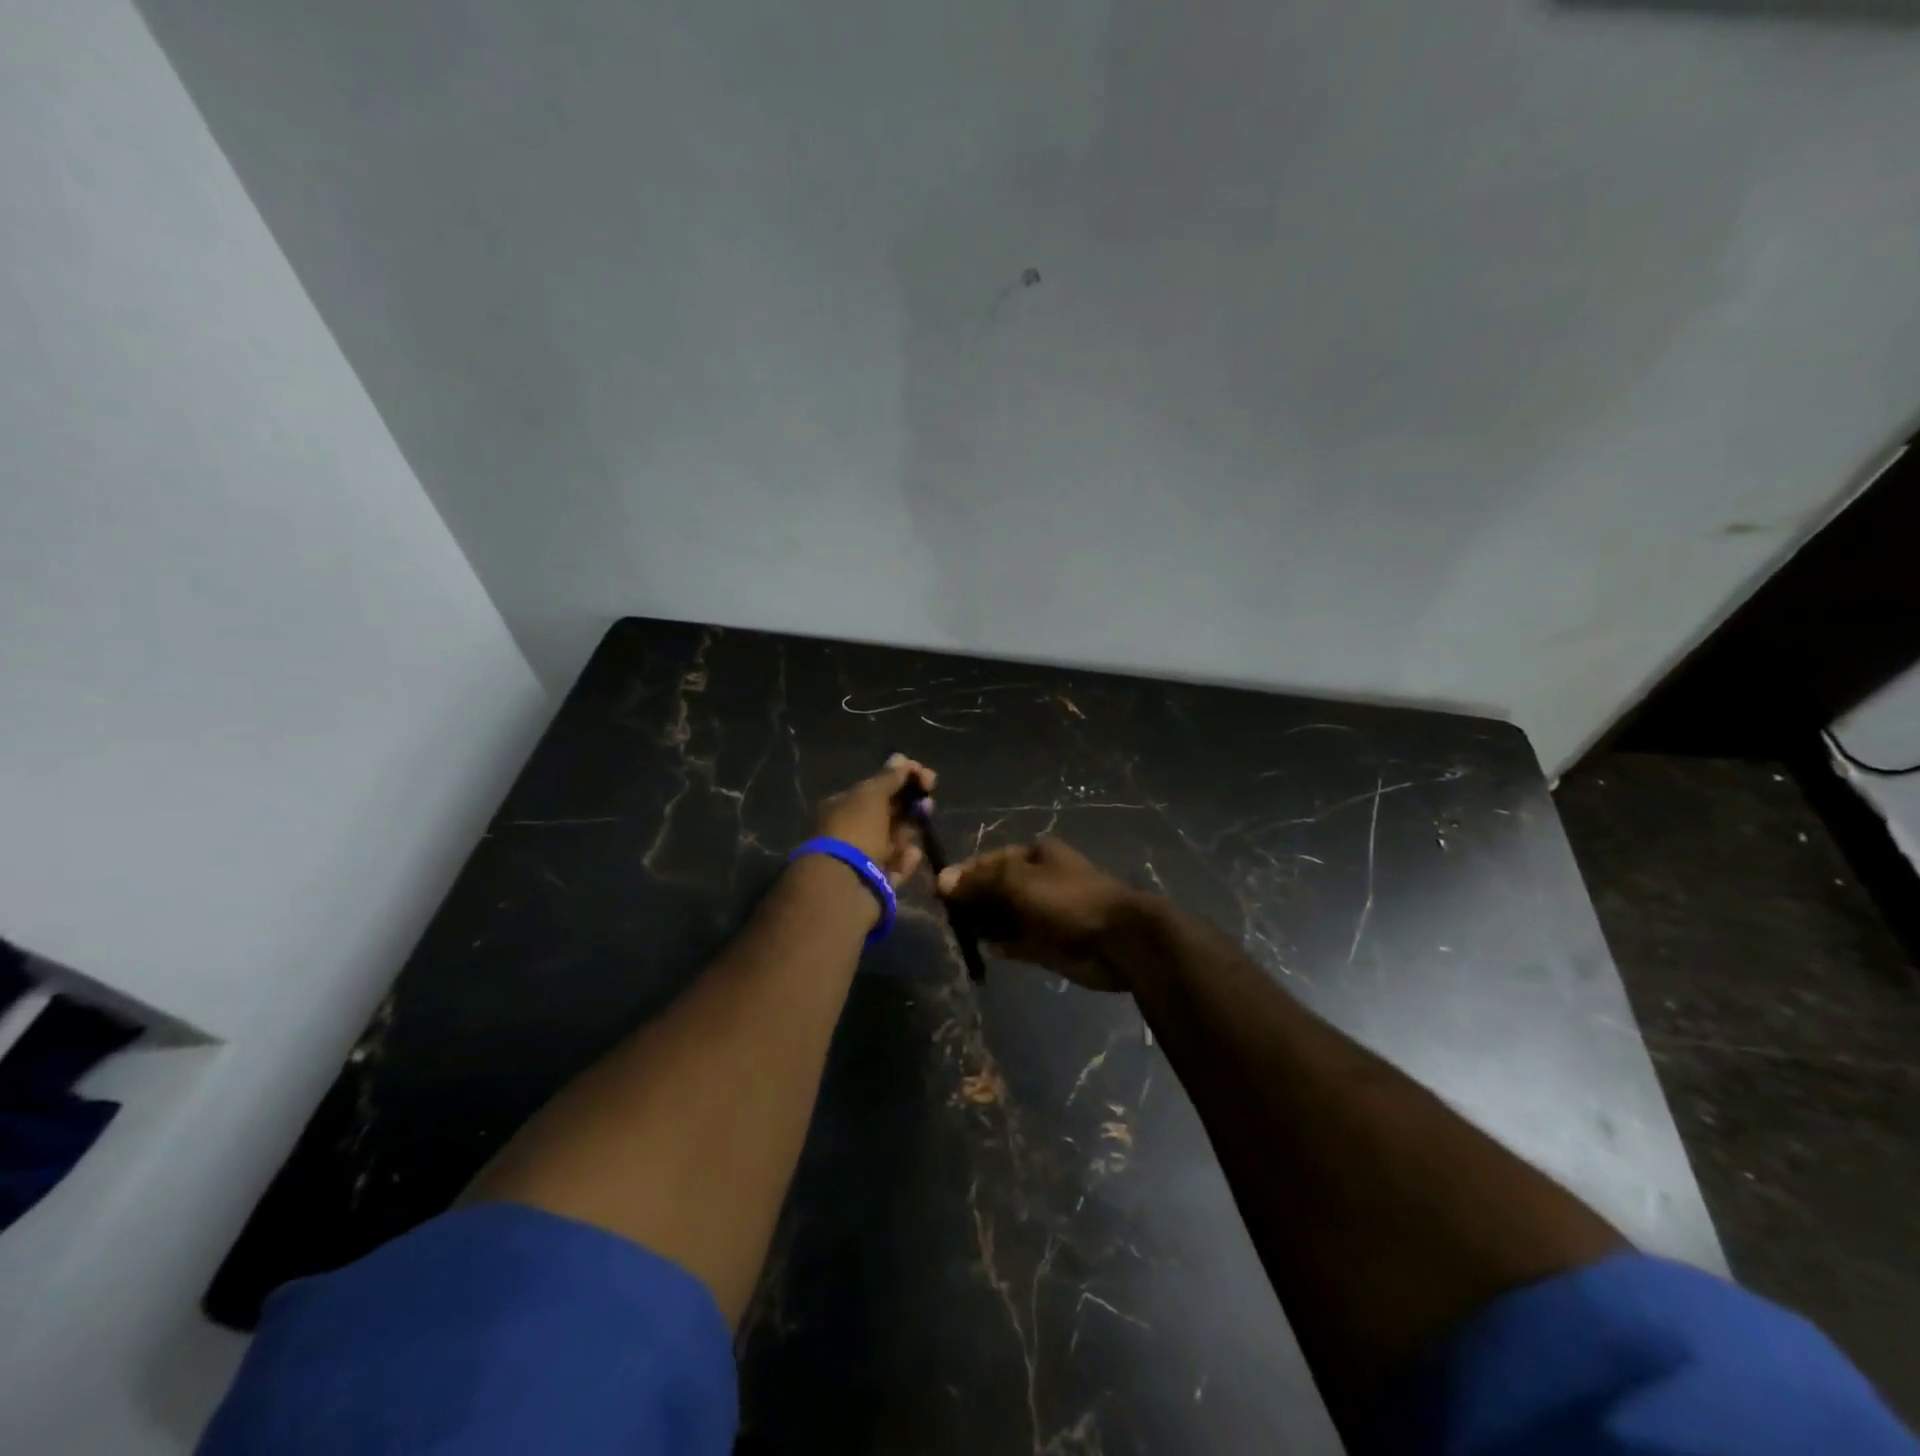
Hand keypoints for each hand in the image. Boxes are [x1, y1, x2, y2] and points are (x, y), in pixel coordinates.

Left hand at [811, 755, 936, 886]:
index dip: (901, 779)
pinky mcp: (877, 882)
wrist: (845, 885)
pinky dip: (906, 859)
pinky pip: (897, 865)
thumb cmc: (856, 830)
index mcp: (842, 806)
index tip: (924, 775)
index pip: (876, 788)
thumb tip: (900, 759)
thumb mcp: (871, 795)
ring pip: (895, 838)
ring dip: (911, 828)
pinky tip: (912, 854)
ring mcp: (863, 858)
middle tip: (928, 797)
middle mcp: (850, 830)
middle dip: (910, 802)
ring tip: (925, 820)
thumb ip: (889, 777)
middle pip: (887, 813)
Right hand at [936, 838, 1143, 990]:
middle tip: (949, 917)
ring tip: (962, 934)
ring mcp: (1043, 912)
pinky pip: (1016, 940)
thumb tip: (941, 880)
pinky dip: (1002, 944)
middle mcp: (1038, 880)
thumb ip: (979, 882)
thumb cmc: (1066, 900)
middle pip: (994, 889)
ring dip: (984, 925)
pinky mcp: (1048, 942)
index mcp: (1035, 855)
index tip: (939, 892)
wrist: (1117, 940)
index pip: (988, 861)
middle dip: (972, 902)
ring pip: (1003, 916)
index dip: (964, 875)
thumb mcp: (1017, 881)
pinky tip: (987, 949)